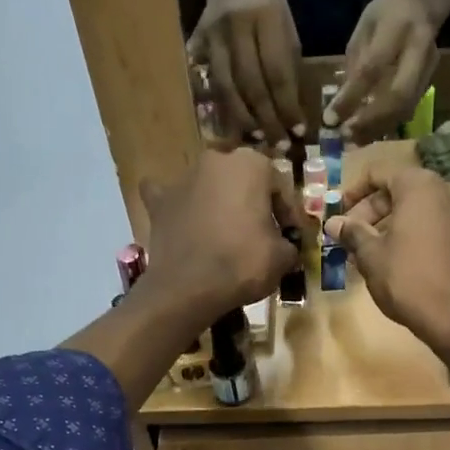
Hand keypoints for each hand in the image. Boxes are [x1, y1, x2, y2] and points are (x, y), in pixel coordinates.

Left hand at [140, 147, 297, 321]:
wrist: (188, 288)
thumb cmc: (242, 263)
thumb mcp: (282, 257)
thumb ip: (288, 244)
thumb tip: (284, 248)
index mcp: (251, 164)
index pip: (279, 187)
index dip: (288, 215)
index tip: (291, 238)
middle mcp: (215, 161)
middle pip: (242, 182)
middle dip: (251, 204)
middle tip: (259, 233)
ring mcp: (182, 179)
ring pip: (207, 187)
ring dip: (217, 203)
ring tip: (224, 233)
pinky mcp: (159, 202)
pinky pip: (170, 199)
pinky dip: (178, 208)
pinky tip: (183, 220)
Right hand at [189, 0, 305, 149]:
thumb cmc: (268, 7)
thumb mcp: (287, 28)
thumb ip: (289, 67)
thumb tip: (291, 113)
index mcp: (266, 17)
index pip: (278, 72)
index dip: (287, 106)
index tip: (298, 130)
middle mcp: (237, 28)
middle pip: (251, 85)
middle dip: (267, 119)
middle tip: (279, 145)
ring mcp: (213, 38)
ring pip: (227, 89)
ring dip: (243, 120)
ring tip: (258, 139)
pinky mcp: (196, 46)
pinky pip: (210, 85)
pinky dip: (224, 109)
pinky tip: (235, 127)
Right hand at [324, 162, 449, 354]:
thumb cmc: (407, 279)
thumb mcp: (371, 255)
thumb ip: (352, 233)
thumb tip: (333, 223)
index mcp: (419, 186)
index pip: (379, 173)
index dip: (353, 192)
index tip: (339, 215)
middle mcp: (446, 190)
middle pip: (399, 190)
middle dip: (371, 212)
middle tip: (350, 238)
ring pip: (416, 209)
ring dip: (390, 225)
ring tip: (368, 252)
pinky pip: (433, 225)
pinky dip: (411, 234)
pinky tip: (395, 260)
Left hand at [329, 0, 440, 143]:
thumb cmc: (387, 11)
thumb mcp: (364, 27)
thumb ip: (355, 63)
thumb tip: (341, 103)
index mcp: (397, 28)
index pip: (372, 69)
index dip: (350, 97)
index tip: (330, 119)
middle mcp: (418, 50)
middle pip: (398, 96)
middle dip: (370, 121)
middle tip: (346, 135)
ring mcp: (428, 68)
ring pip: (405, 108)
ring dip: (379, 128)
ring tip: (355, 140)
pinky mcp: (430, 81)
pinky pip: (408, 109)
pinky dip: (387, 124)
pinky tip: (370, 132)